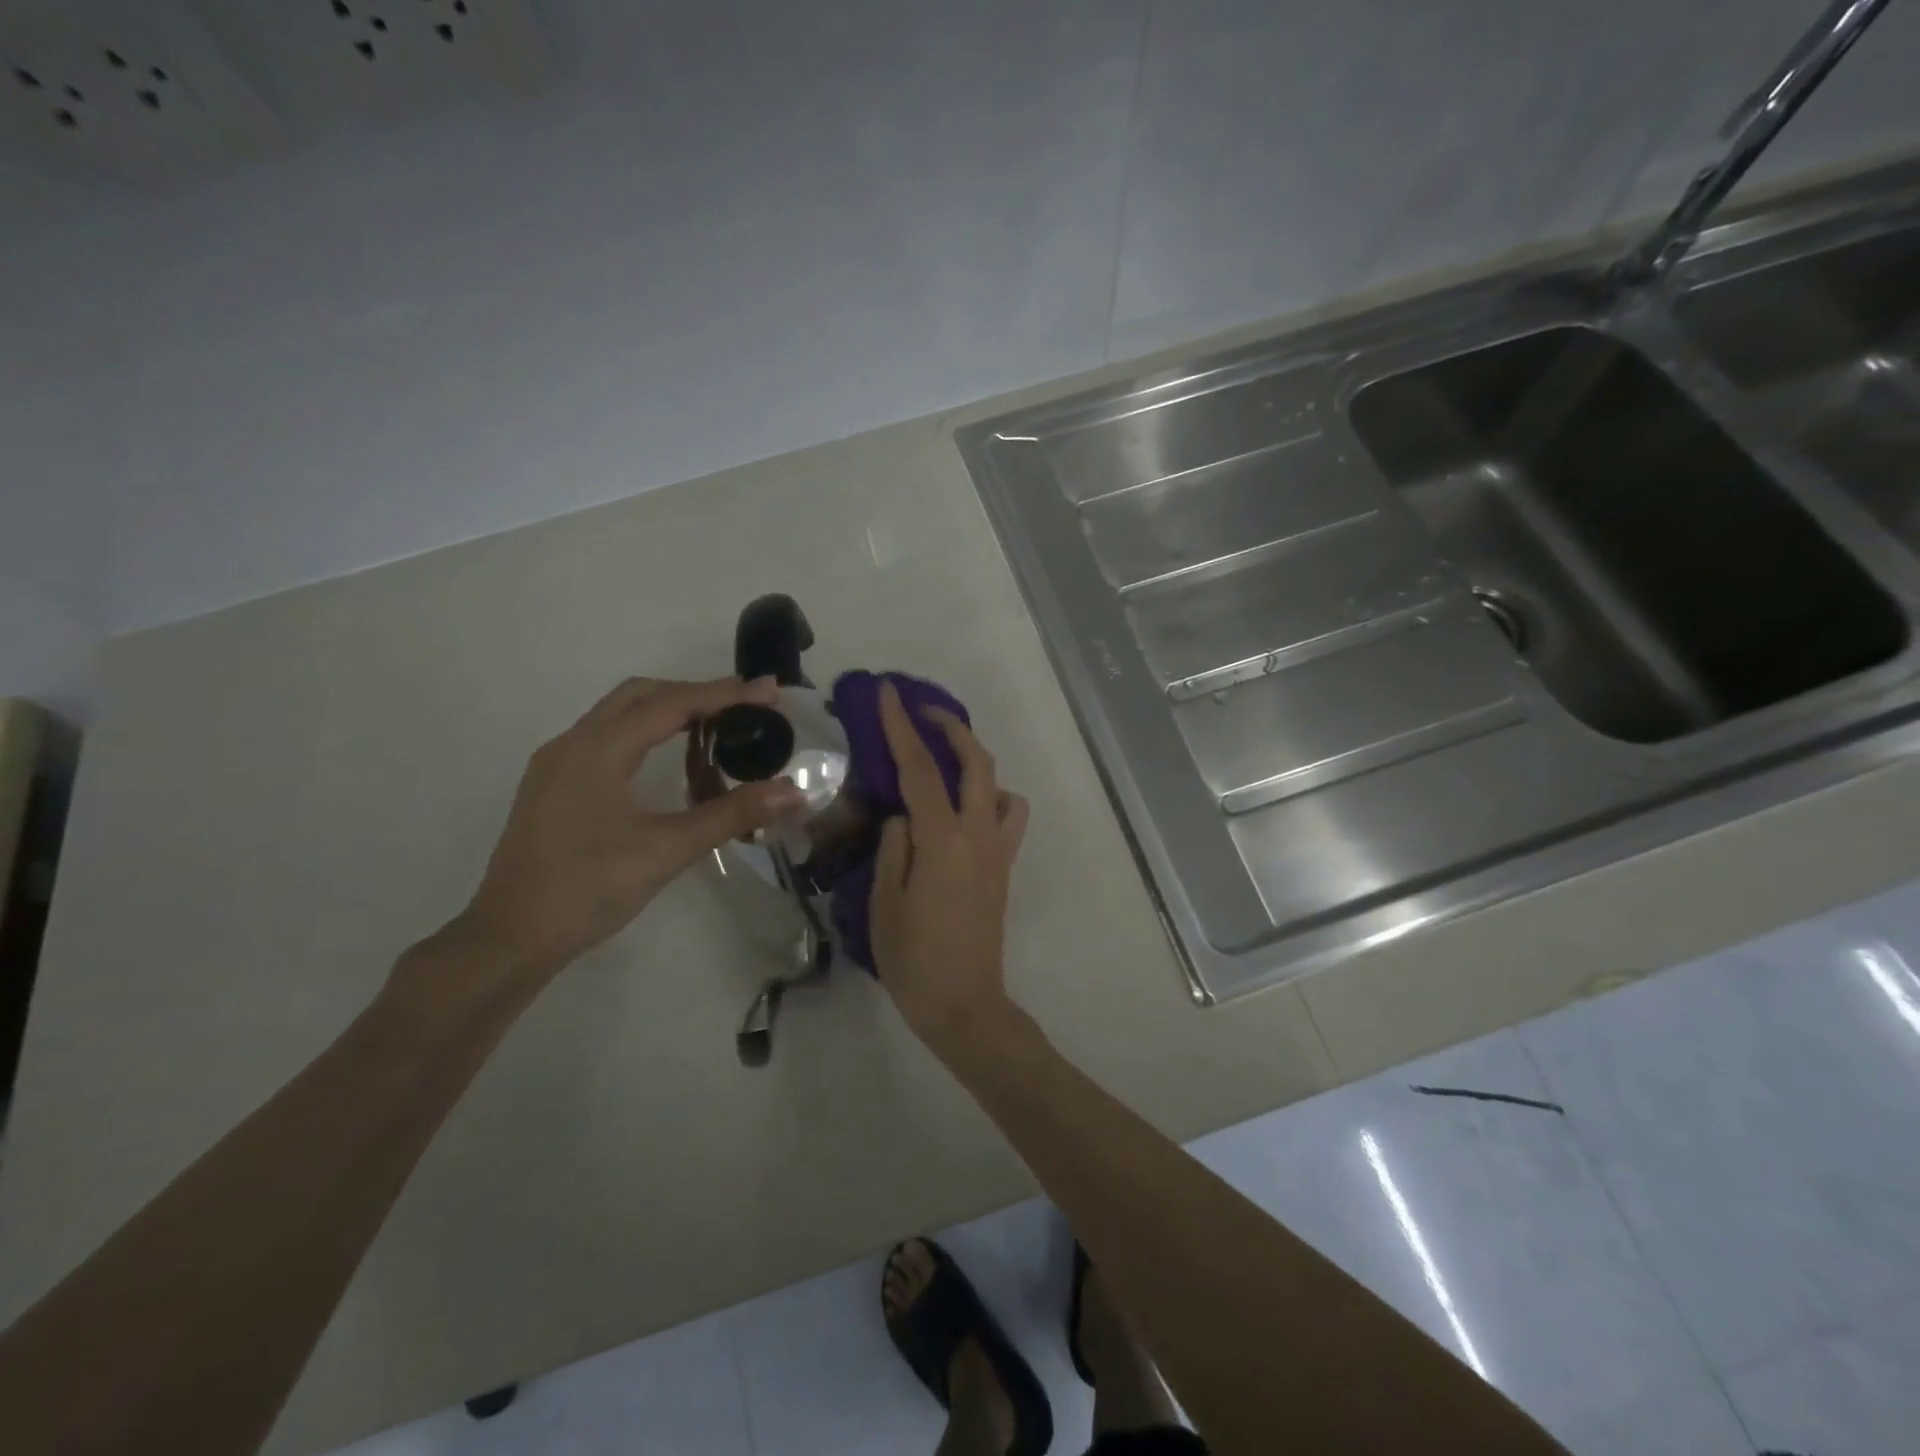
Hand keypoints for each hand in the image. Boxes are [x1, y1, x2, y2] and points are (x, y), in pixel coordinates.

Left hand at [445, 676, 804, 986]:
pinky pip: (608, 739)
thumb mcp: (667, 849)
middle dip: (698, 694)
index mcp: (597, 749)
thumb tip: (793, 792)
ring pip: (621, 715)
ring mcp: (558, 765)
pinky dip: (647, 734)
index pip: (671, 703)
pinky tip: (671, 761)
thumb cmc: (588, 889)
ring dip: (671, 711)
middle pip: (642, 695)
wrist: (510, 939)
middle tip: (746, 706)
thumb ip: (732, 814)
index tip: (770, 691)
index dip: (725, 694)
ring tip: (719, 727)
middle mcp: (573, 744)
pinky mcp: (555, 786)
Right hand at [869, 681, 1029, 1053]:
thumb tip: (903, 816)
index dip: (902, 726)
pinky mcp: (1005, 868)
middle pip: (976, 762)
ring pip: (1000, 786)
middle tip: (921, 712)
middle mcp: (979, 835)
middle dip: (951, 727)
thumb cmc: (914, 959)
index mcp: (943, 840)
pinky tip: (964, 811)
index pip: (921, 768)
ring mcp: (998, 851)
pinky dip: (991, 798)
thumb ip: (893, 847)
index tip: (889, 692)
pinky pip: (1008, 817)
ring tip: (945, 763)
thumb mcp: (884, 902)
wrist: (964, 1004)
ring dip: (976, 761)